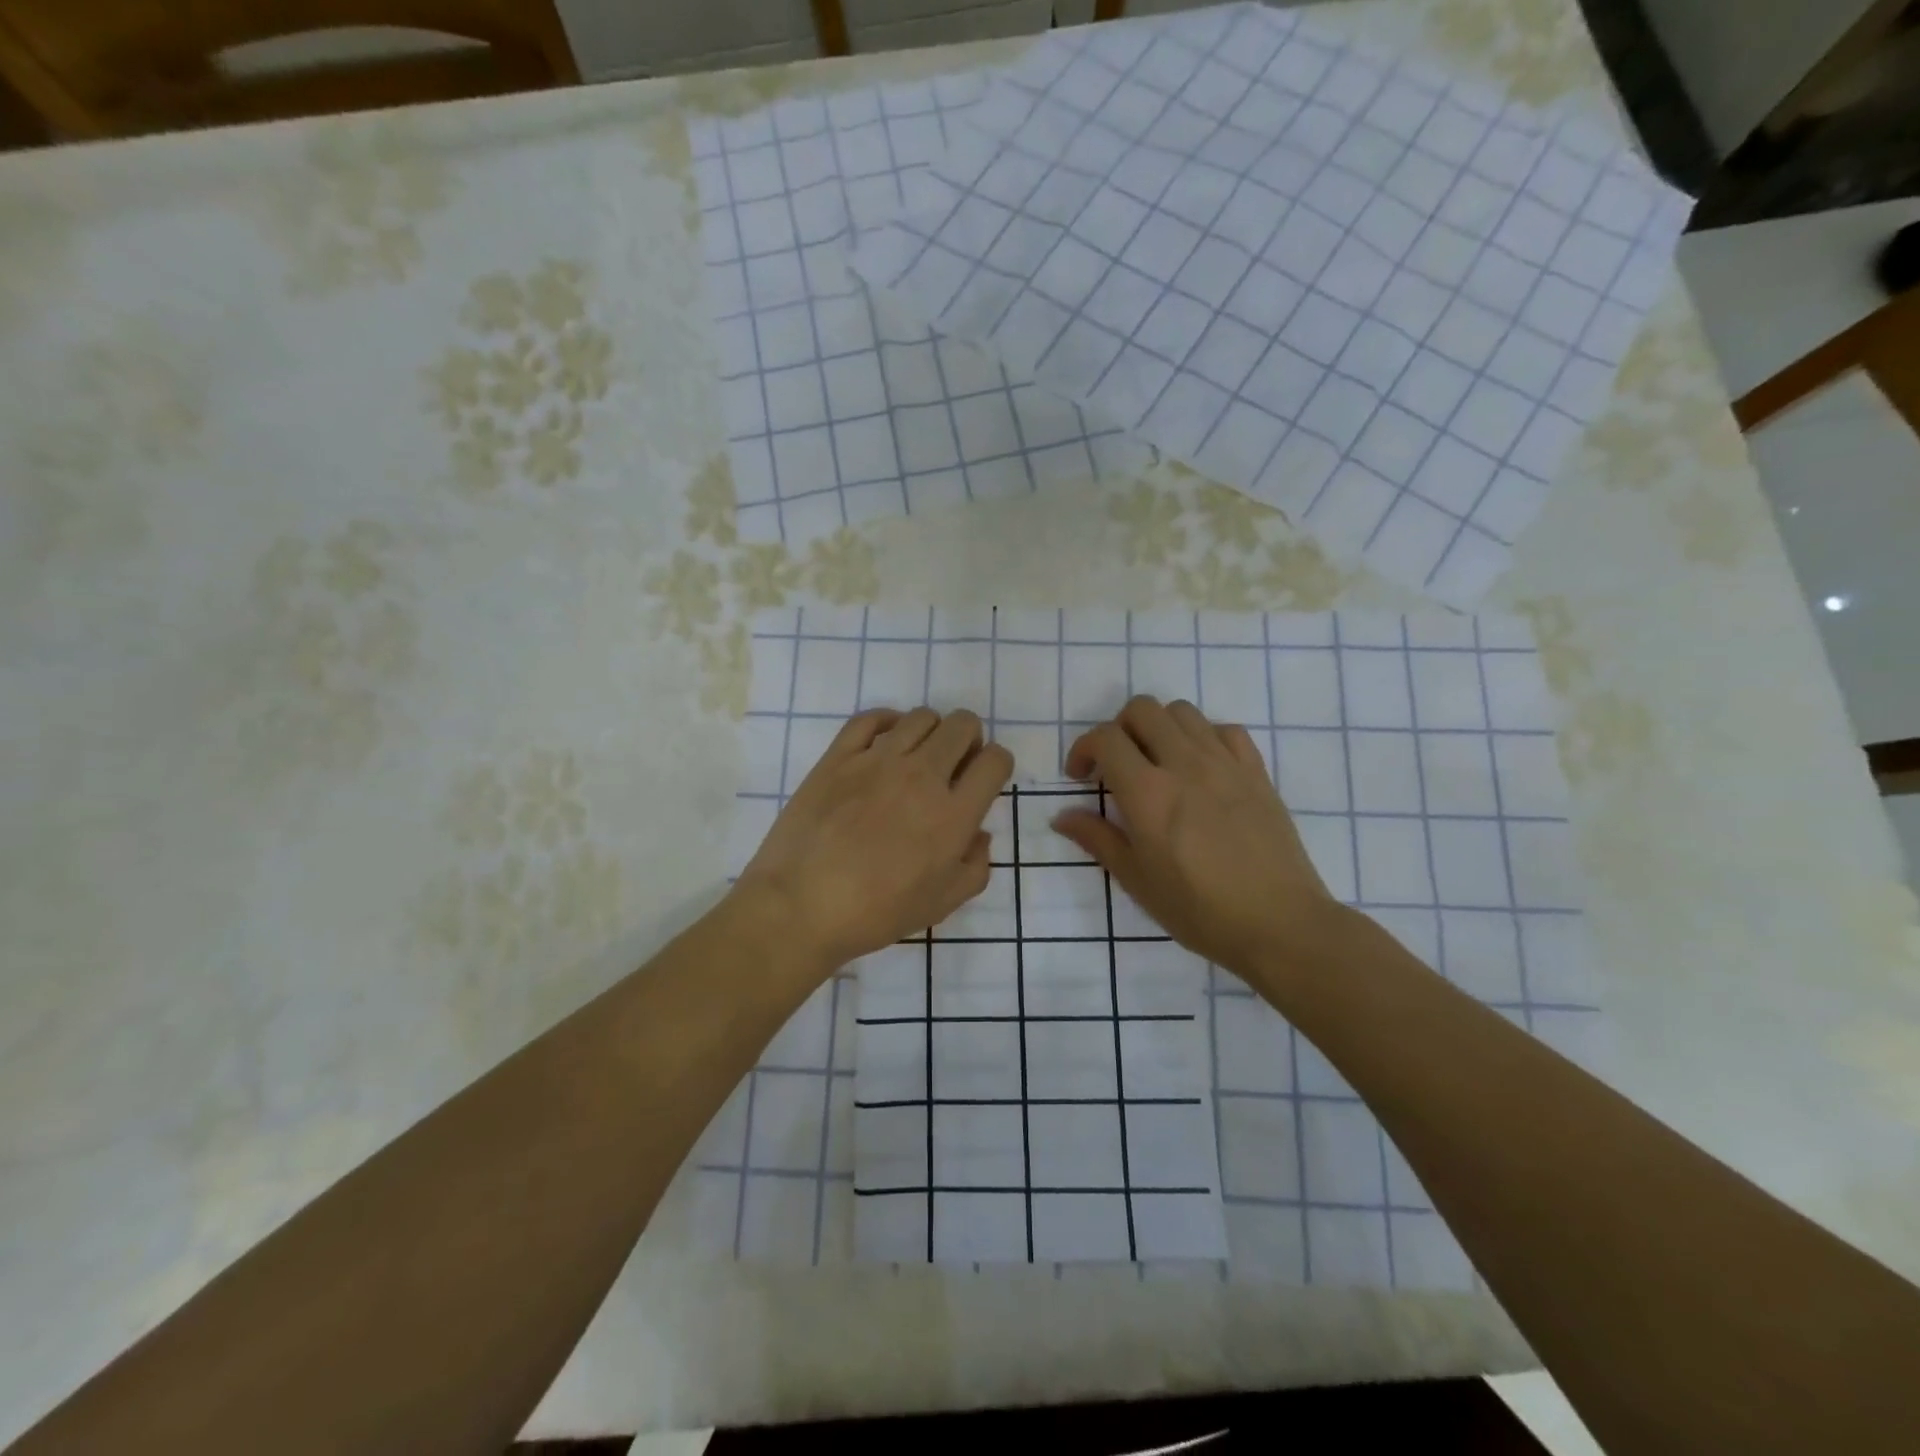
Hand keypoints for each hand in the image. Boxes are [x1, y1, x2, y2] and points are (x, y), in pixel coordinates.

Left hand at [734, 708, 1013, 973]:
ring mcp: (877, 760)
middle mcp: (922, 776)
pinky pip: (870, 718)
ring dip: (931, 731)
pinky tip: (885, 743)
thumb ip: (975, 866)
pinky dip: (887, 722)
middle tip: (954, 764)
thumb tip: (978, 833)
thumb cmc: (876, 913)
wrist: (801, 906)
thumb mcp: (942, 904)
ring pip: (922, 717)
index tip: (985, 777)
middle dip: (969, 739)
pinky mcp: (839, 756)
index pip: (995, 761)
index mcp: (953, 814)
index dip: (998, 763)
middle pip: (963, 725)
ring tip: (917, 756)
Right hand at [1052, 696, 1345, 981]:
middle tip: (1117, 765)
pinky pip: (1225, 730)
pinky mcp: (1256, 771)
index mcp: (1148, 793)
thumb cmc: (1199, 910)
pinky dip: (1203, 738)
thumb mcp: (1137, 880)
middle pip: (1142, 709)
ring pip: (1183, 712)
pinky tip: (1201, 768)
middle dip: (1118, 729)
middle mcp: (1184, 764)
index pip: (1106, 738)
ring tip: (1157, 762)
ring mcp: (1225, 763)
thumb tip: (1062, 816)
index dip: (1083, 748)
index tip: (1080, 777)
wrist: (1279, 923)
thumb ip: (1098, 839)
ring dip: (1159, 728)